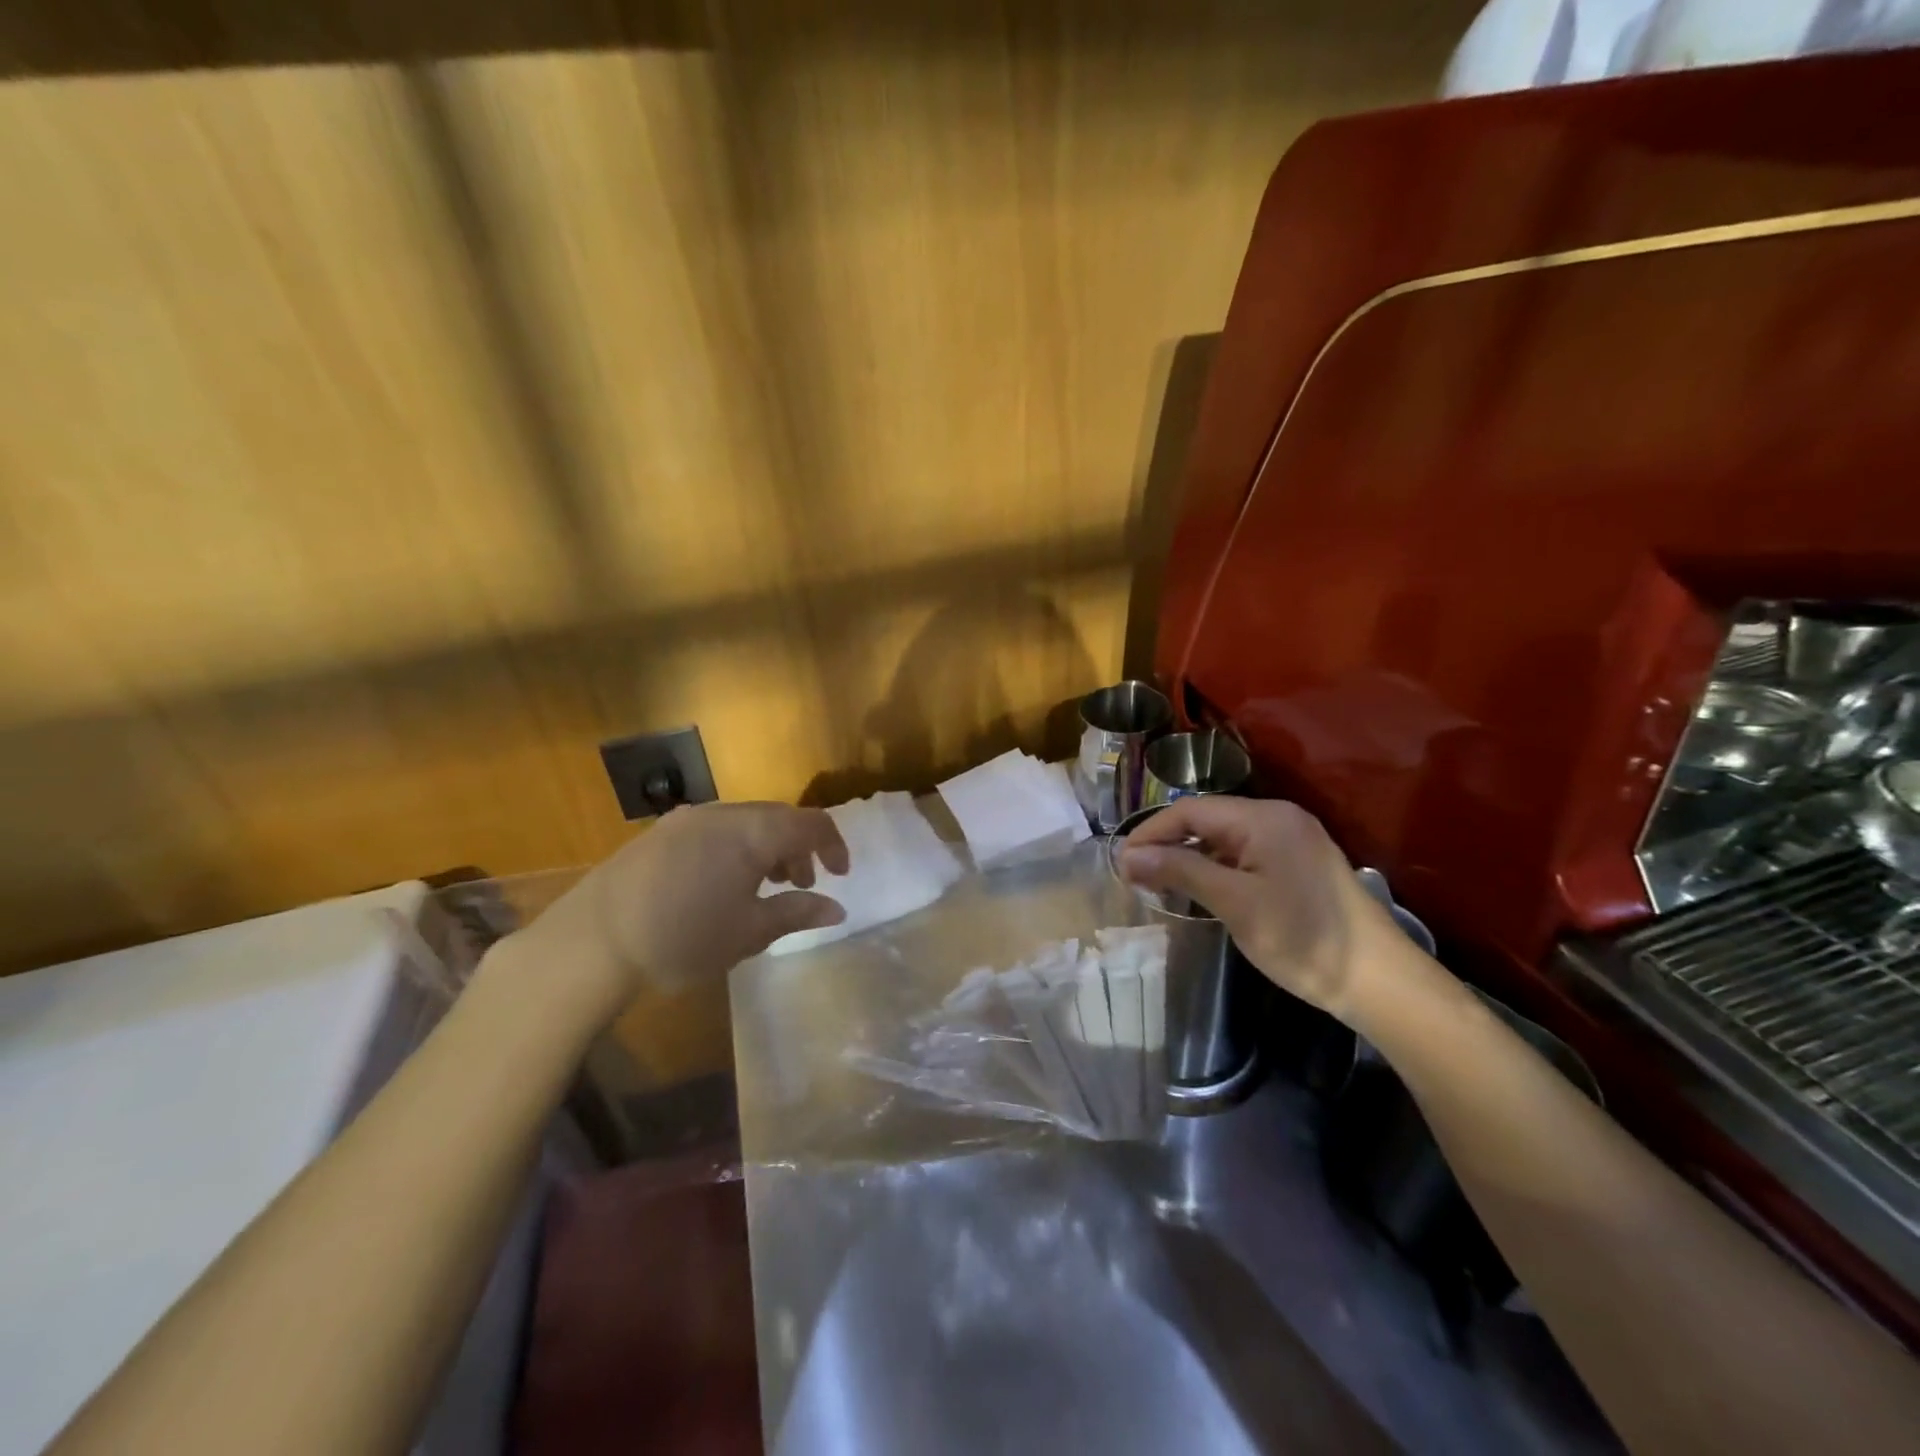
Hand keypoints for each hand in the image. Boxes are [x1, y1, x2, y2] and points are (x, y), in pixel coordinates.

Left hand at [501, 802, 849, 1011]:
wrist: (593, 941)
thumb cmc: (684, 938)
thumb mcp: (749, 932)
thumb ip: (796, 913)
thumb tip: (836, 908)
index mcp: (753, 833)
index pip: (811, 824)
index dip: (834, 845)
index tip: (840, 875)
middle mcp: (724, 813)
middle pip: (778, 818)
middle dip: (798, 848)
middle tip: (801, 884)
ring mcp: (688, 819)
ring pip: (746, 822)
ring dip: (766, 847)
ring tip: (763, 886)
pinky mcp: (661, 832)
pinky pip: (716, 829)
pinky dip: (735, 847)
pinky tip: (721, 883)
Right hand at [1117, 796, 1404, 1023]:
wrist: (1380, 982)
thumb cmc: (1303, 938)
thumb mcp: (1235, 903)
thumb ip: (1180, 871)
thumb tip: (1127, 855)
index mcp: (1264, 818)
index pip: (1191, 811)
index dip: (1151, 833)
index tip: (1120, 863)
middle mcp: (1278, 818)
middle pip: (1207, 820)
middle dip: (1167, 844)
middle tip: (1133, 876)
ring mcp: (1292, 841)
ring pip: (1224, 839)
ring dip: (1189, 857)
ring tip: (1157, 884)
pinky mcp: (1299, 864)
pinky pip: (1244, 854)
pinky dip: (1215, 868)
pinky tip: (1198, 889)